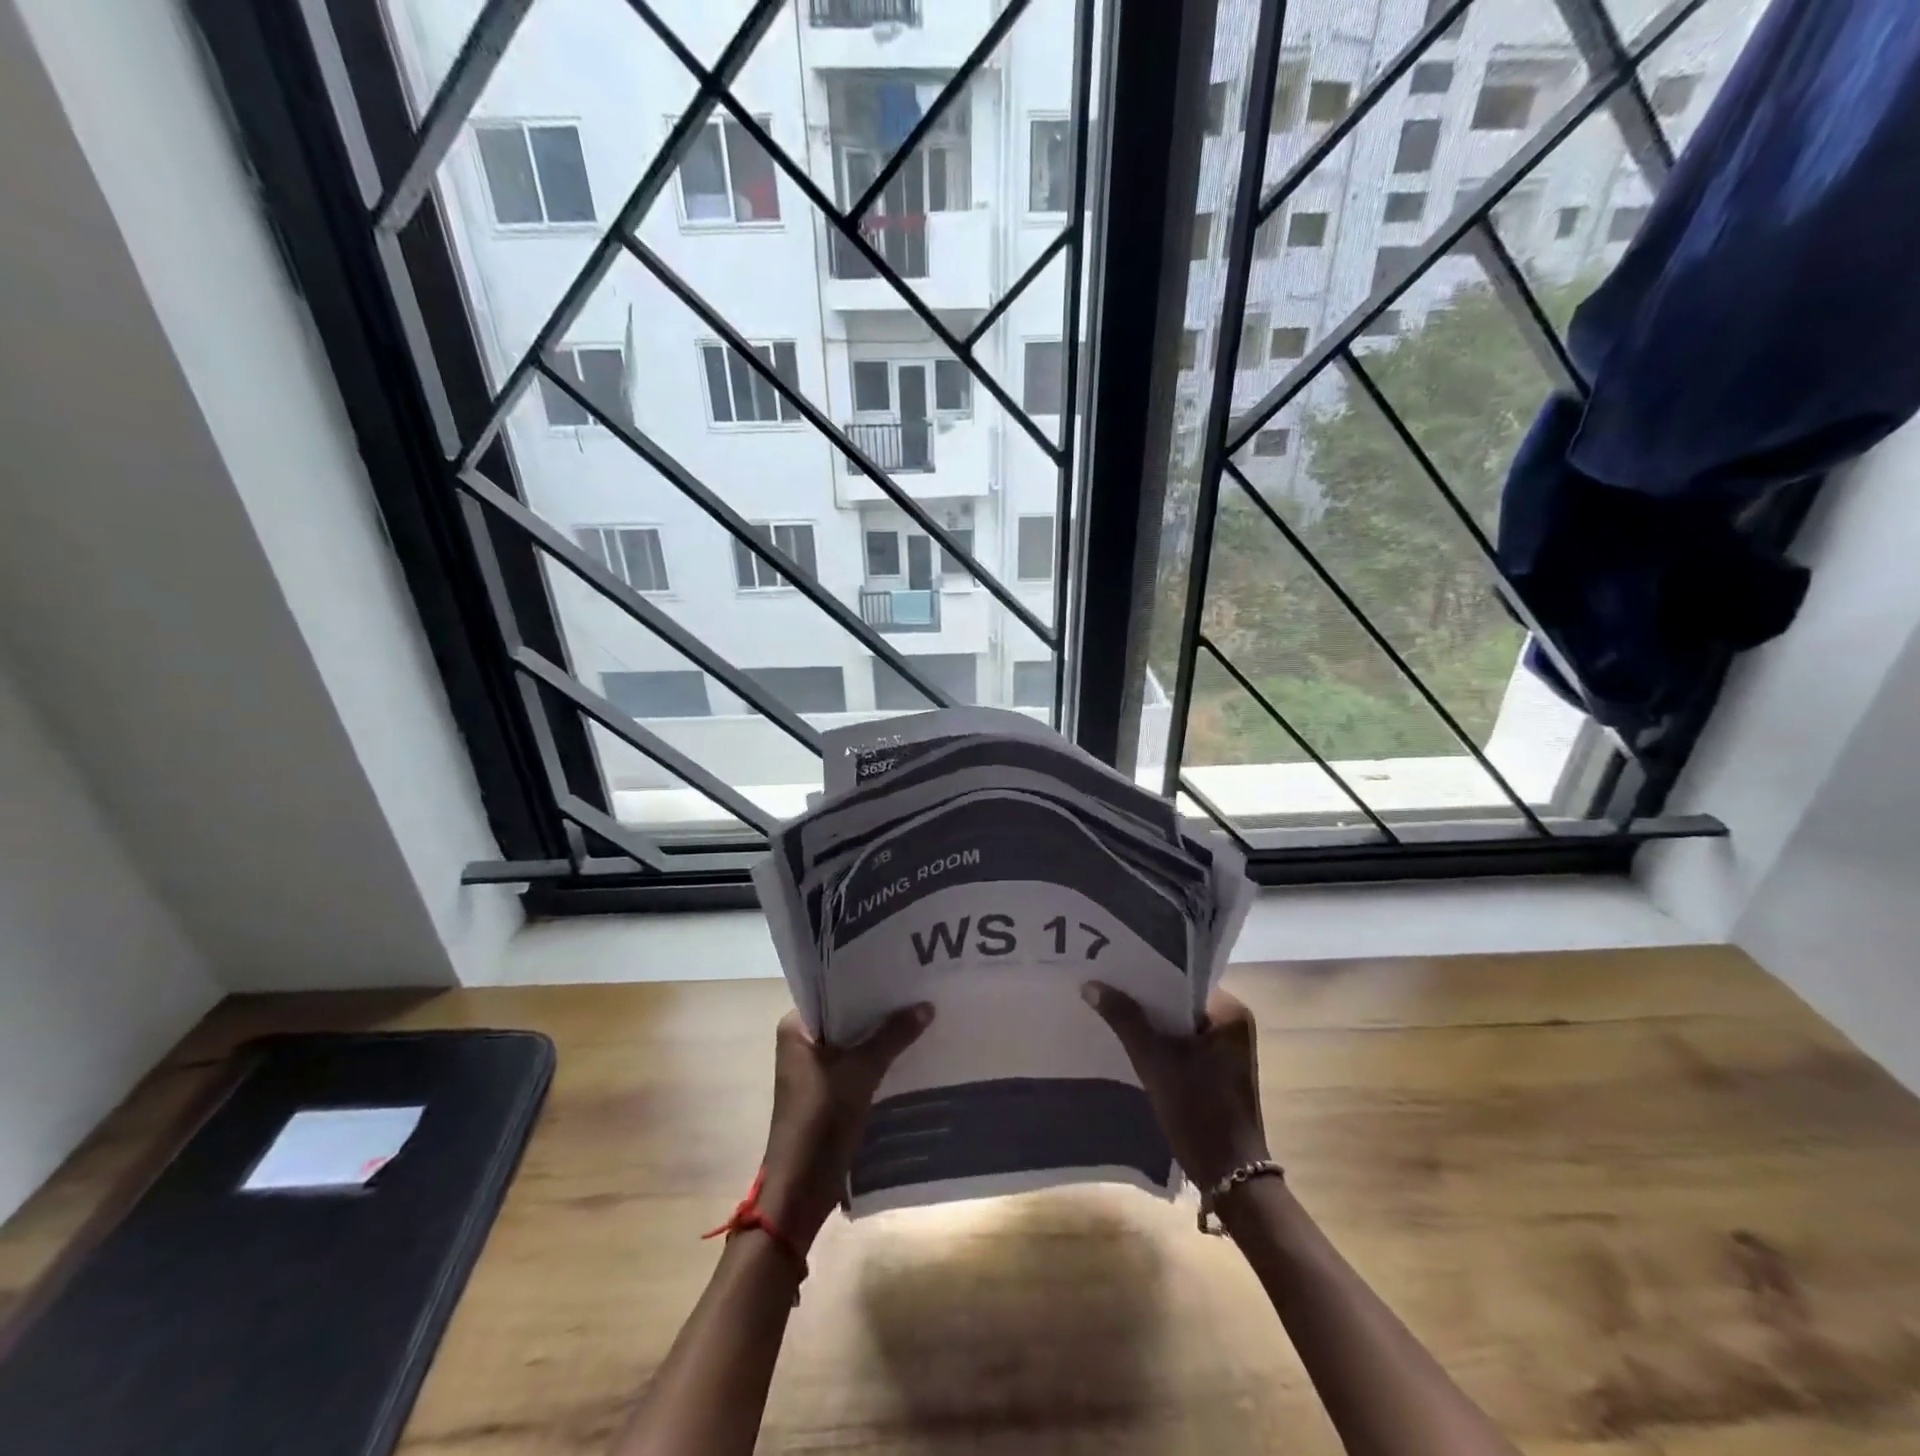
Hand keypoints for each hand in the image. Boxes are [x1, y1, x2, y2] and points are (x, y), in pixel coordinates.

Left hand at [757, 1005, 932, 1250]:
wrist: (801, 1189)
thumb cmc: (822, 1119)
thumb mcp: (862, 1071)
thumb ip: (893, 1036)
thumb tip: (927, 1005)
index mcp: (796, 1029)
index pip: (832, 991)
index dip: (864, 981)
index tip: (898, 969)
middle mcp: (802, 1044)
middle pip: (845, 1016)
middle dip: (878, 1008)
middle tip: (917, 987)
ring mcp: (815, 1070)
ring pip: (854, 1042)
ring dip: (881, 1035)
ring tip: (920, 1013)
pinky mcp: (828, 1093)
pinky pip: (857, 1065)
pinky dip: (878, 1058)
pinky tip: (910, 1050)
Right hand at [1082, 983, 1268, 1189]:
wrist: (1229, 1176)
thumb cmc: (1199, 1110)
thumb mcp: (1155, 1061)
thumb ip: (1124, 1018)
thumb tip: (1089, 984)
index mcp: (1229, 1011)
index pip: (1182, 977)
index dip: (1147, 971)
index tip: (1113, 964)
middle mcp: (1232, 1023)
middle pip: (1178, 1000)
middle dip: (1143, 996)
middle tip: (1103, 983)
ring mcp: (1226, 1049)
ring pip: (1177, 1023)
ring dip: (1148, 1021)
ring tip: (1108, 1006)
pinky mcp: (1216, 1071)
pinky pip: (1181, 1043)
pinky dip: (1157, 1042)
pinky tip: (1127, 1040)